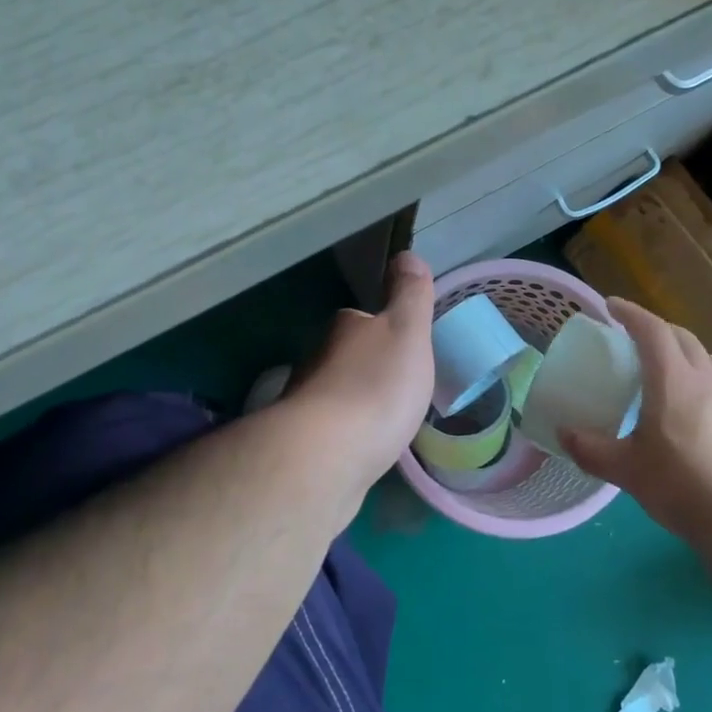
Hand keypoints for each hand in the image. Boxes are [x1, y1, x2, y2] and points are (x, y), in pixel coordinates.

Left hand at [288, 251, 436, 493]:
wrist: (325, 457)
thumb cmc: (376, 387)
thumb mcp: (407, 331)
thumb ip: (409, 295)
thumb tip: (405, 254)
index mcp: (345, 329)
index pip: (362, 319)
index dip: (383, 328)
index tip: (404, 347)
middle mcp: (317, 359)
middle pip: (346, 356)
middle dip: (368, 368)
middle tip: (399, 387)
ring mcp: (304, 404)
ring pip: (335, 394)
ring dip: (355, 403)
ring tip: (385, 421)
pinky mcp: (302, 445)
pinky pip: (330, 431)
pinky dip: (345, 435)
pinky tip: (362, 449)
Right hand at [560, 298, 711, 543]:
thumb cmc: (682, 485)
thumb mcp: (626, 470)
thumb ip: (591, 449)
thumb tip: (563, 434)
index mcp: (673, 380)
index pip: (652, 330)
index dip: (630, 313)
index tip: (610, 306)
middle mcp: (703, 379)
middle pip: (681, 336)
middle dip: (654, 327)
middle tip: (630, 335)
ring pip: (701, 355)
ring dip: (678, 348)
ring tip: (657, 363)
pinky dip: (692, 372)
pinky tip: (682, 400)